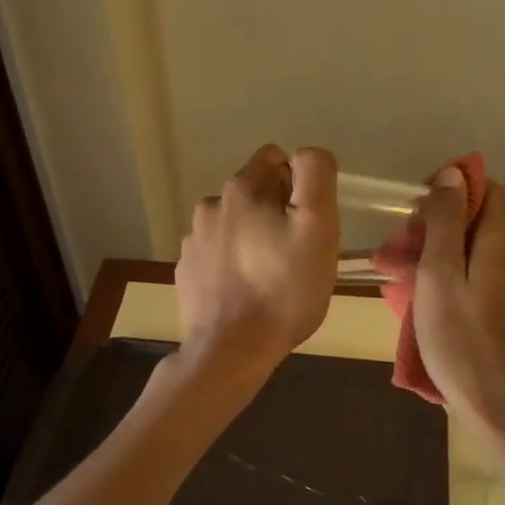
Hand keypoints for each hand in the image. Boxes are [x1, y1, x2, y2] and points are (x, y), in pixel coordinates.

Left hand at [175, 145, 339, 375]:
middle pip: (254, 192)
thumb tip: (306, 155)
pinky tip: (245, 291)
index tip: (306, 221)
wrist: (231, 350)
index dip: (298, 184)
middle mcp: (210, 207)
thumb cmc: (283, 289)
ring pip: (234, 224)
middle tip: (294, 253)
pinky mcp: (186, 271)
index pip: (274, 159)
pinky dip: (233, 262)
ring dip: (252, 238)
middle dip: (276, 212)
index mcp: (240, 190)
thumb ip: (315, 176)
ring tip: (270, 276)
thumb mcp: (318, 228)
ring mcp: (193, 241)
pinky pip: (217, 253)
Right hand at [411, 168, 504, 437]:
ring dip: (437, 253)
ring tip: (396, 276)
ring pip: (475, 248)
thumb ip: (446, 221)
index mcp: (503, 239)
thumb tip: (454, 173)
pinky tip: (423, 297)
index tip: (414, 211)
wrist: (502, 407)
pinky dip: (452, 275)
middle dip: (434, 226)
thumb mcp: (440, 275)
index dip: (449, 189)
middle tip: (393, 252)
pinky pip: (481, 273)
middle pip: (476, 219)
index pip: (484, 188)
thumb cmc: (462, 340)